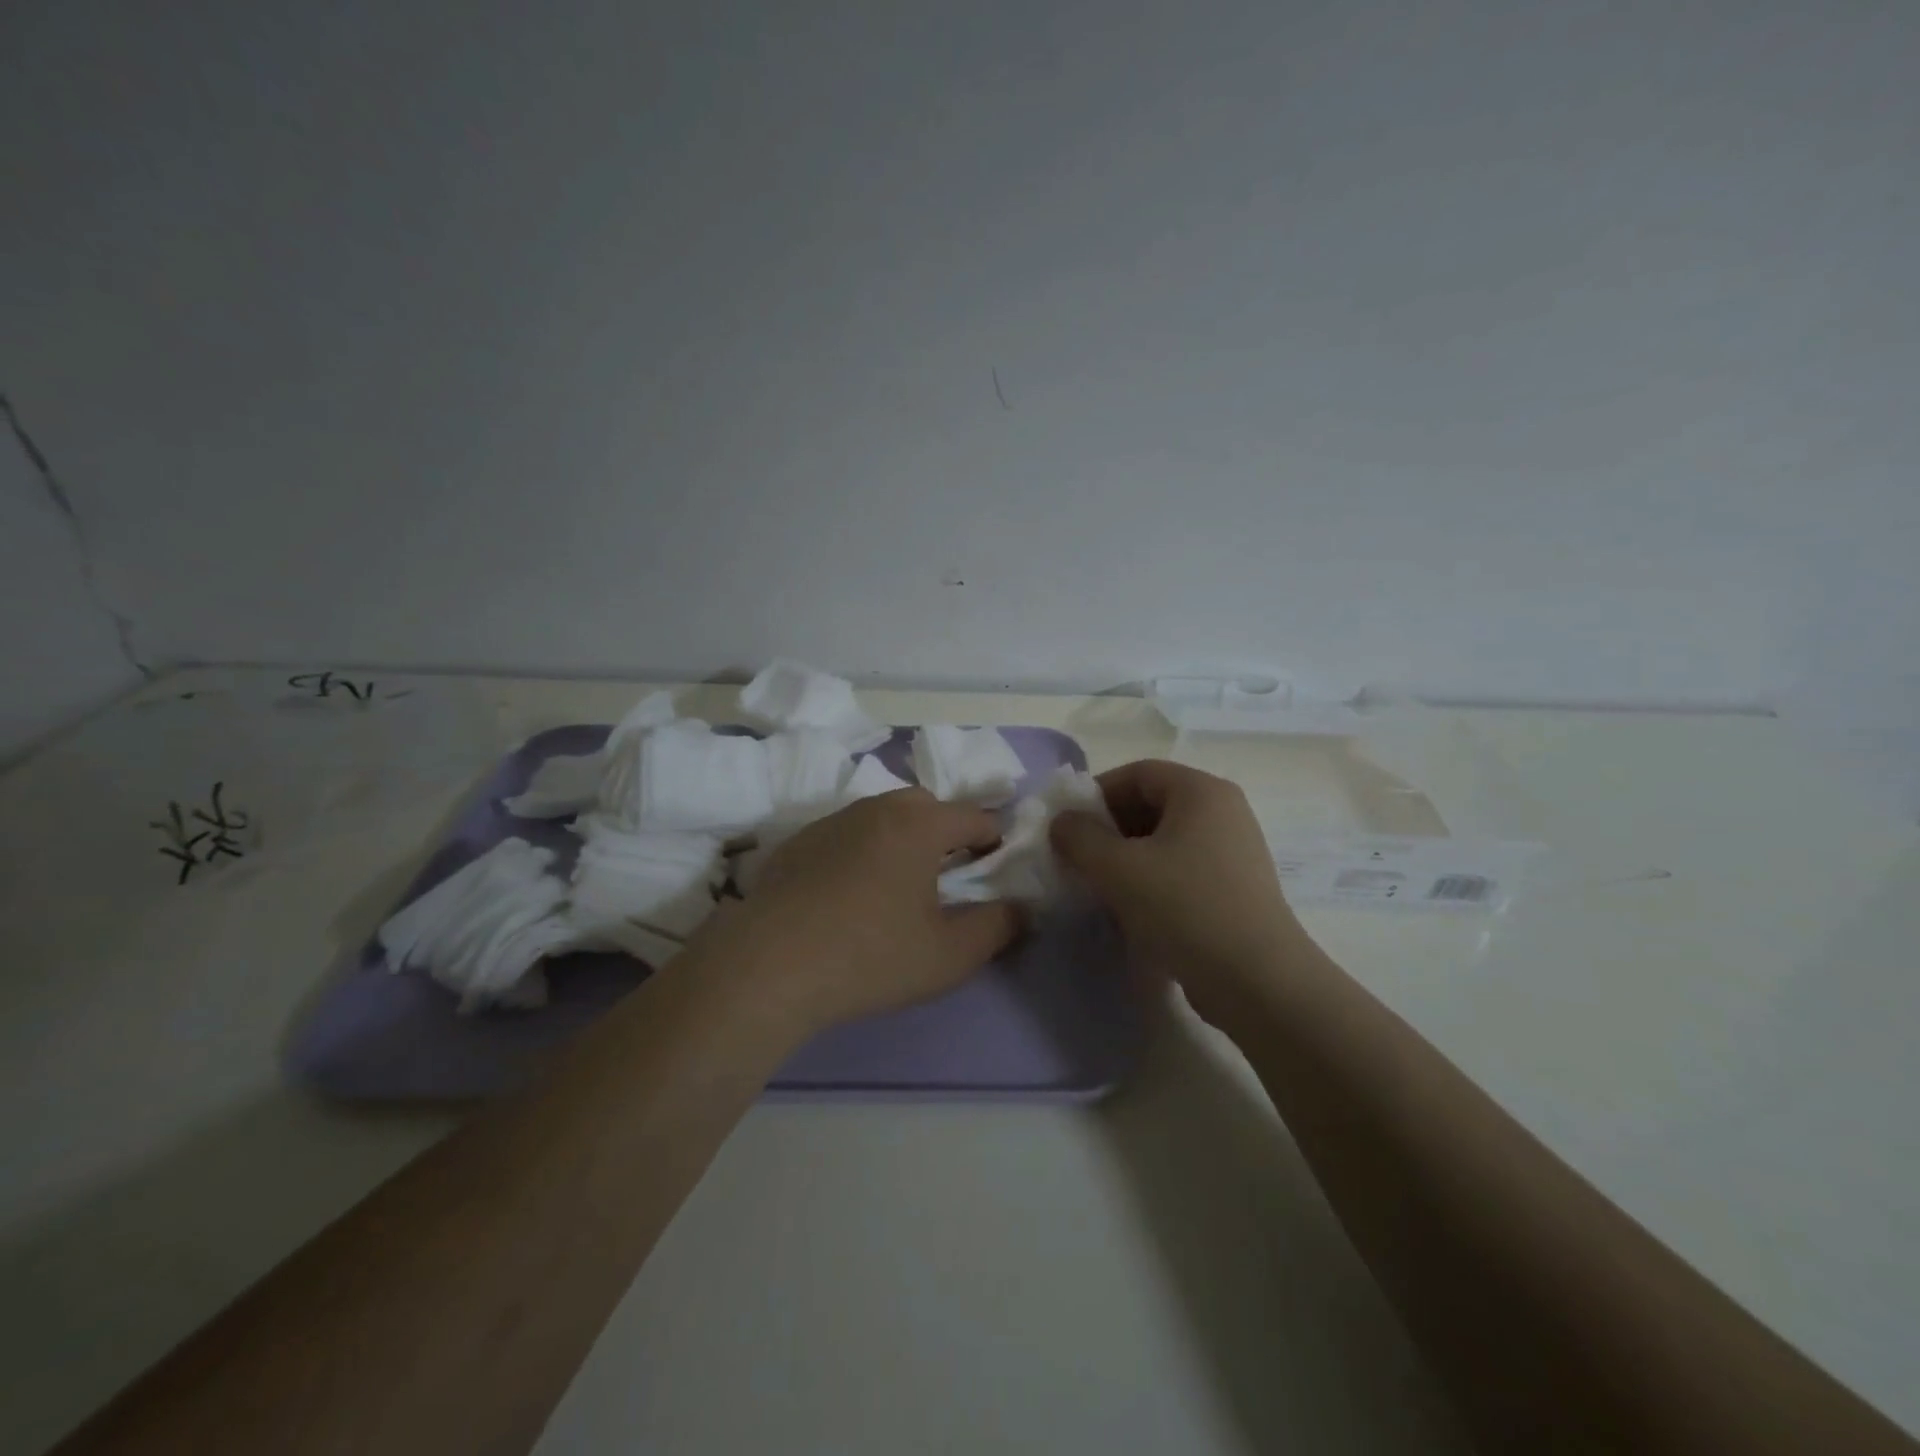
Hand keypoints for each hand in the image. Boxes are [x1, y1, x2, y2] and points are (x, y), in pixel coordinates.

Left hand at [700, 789, 1020, 1034]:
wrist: (768, 966)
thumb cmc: (870, 956)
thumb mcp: (950, 954)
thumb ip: (998, 927)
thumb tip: (1022, 908)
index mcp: (919, 824)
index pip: (975, 816)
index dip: (995, 841)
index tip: (996, 872)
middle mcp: (876, 808)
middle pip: (927, 806)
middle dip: (947, 832)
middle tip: (948, 876)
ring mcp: (832, 821)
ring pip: (883, 816)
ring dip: (902, 839)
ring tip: (899, 886)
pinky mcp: (798, 842)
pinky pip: (847, 834)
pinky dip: (863, 851)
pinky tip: (850, 895)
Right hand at [1050, 759, 1312, 1026]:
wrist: (1258, 982)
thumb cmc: (1185, 909)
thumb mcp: (1118, 869)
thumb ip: (1079, 837)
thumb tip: (1062, 823)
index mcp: (1201, 792)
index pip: (1137, 773)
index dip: (1096, 793)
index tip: (1068, 826)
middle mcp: (1223, 812)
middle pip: (1151, 804)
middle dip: (1109, 829)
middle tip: (1079, 859)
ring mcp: (1233, 852)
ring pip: (1164, 841)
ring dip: (1126, 859)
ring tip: (1100, 889)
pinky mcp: (1235, 889)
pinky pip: (1181, 870)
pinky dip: (1151, 882)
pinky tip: (1131, 913)